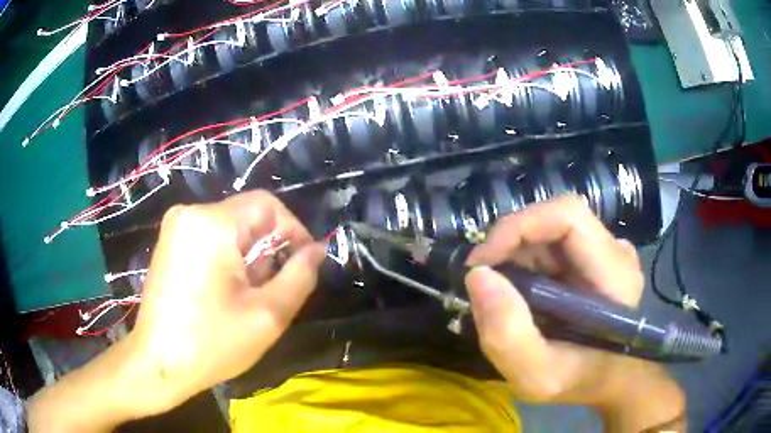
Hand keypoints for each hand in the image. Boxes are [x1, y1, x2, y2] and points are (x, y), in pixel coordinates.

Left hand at [128, 190, 325, 411]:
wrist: (158, 363)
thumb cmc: (211, 343)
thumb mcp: (268, 315)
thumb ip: (300, 276)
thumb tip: (316, 250)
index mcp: (212, 222)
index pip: (269, 206)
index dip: (294, 232)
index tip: (303, 266)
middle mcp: (190, 212)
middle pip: (248, 218)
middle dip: (267, 252)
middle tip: (268, 293)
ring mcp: (175, 226)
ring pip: (231, 230)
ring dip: (247, 259)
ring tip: (244, 298)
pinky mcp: (169, 242)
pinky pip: (211, 238)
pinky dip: (226, 260)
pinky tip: (221, 294)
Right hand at [465, 196, 683, 430]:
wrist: (607, 379)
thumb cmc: (579, 381)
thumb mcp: (538, 377)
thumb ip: (508, 335)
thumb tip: (477, 276)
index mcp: (614, 274)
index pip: (568, 216)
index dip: (519, 227)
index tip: (481, 263)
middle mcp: (615, 251)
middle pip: (555, 220)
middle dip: (510, 244)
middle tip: (483, 281)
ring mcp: (607, 250)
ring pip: (551, 230)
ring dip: (516, 254)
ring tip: (502, 293)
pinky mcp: (597, 255)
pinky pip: (554, 242)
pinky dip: (526, 260)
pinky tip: (521, 290)